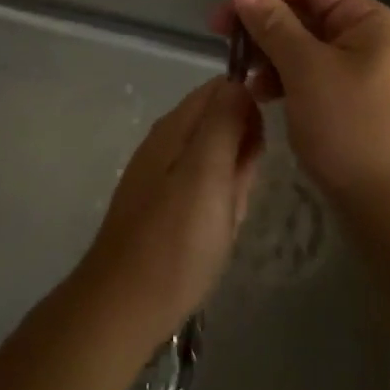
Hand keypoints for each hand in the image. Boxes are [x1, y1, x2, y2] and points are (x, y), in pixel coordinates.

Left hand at [76, 78, 262, 349]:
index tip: (264, 139)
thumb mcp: (207, 172)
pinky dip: (221, 208)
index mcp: (175, 127)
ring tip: (229, 217)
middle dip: (243, 153)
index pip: (220, 89)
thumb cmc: (175, 239)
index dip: (249, 105)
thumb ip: (224, 122)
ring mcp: (164, 177)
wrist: (126, 307)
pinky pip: (207, 192)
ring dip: (234, 185)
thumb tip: (239, 82)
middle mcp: (166, 143)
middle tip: (240, 190)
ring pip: (218, 162)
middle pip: (221, 124)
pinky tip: (218, 233)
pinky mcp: (166, 208)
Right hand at [209, 0, 389, 211]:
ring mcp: (365, 76)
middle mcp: (371, 41)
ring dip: (271, 55)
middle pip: (308, 15)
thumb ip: (272, 23)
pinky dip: (286, 81)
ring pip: (307, 49)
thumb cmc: (353, 130)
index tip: (227, 8)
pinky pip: (313, 78)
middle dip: (264, 24)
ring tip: (242, 76)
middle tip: (222, 39)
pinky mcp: (354, 106)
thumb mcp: (306, 70)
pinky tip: (262, 96)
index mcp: (371, 21)